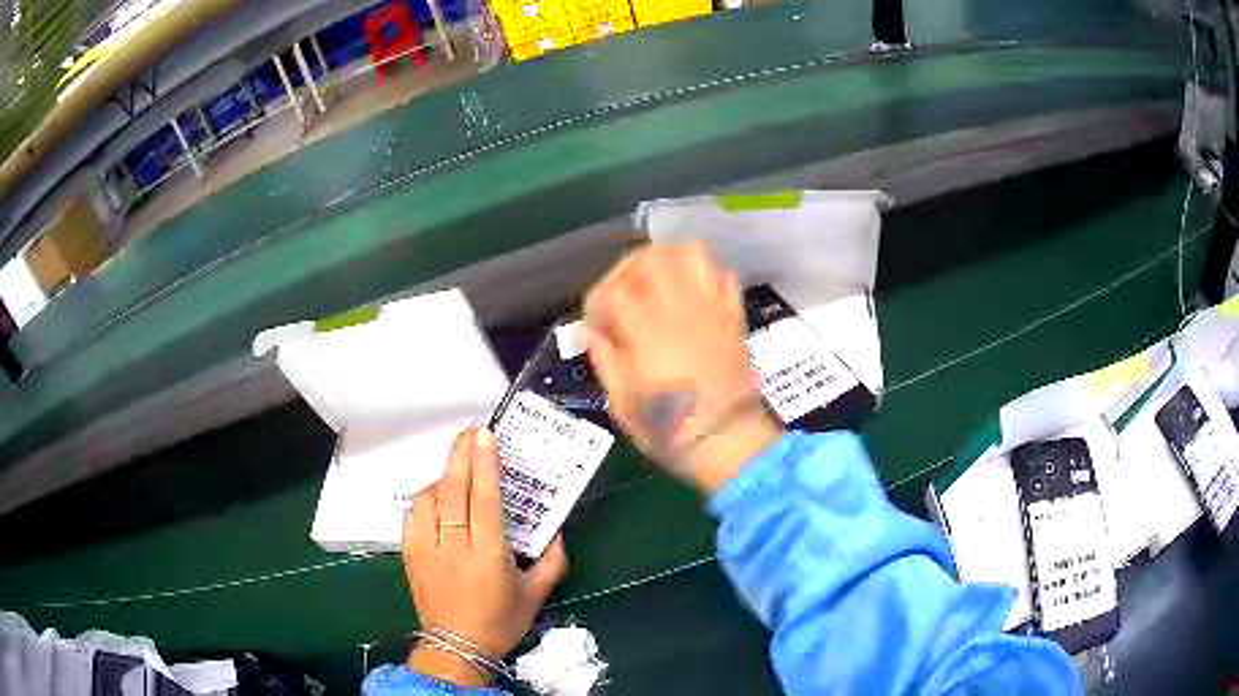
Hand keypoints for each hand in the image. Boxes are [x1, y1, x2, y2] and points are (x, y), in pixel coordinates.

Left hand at [403, 427, 567, 686]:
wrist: (457, 646)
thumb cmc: (501, 622)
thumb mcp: (536, 595)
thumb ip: (552, 561)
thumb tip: (559, 530)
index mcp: (489, 556)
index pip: (485, 500)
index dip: (485, 464)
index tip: (486, 436)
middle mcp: (455, 547)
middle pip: (453, 491)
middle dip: (460, 456)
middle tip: (469, 432)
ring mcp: (427, 549)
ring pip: (429, 499)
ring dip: (443, 477)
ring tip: (457, 468)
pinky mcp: (410, 554)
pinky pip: (413, 515)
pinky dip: (425, 499)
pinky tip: (436, 497)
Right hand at [584, 243, 782, 491]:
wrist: (728, 442)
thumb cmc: (670, 429)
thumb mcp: (623, 403)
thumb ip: (606, 360)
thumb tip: (593, 333)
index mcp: (648, 332)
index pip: (616, 289)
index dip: (598, 299)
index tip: (595, 322)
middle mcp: (680, 310)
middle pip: (652, 257)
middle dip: (628, 267)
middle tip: (621, 290)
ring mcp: (712, 309)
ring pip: (692, 254)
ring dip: (668, 258)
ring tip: (656, 278)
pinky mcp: (733, 317)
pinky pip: (723, 276)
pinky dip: (705, 274)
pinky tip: (691, 292)